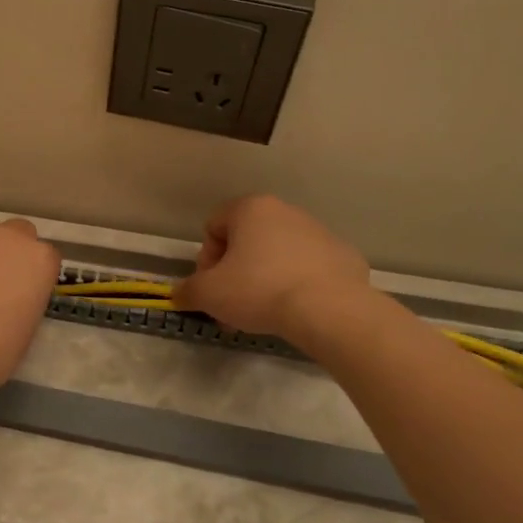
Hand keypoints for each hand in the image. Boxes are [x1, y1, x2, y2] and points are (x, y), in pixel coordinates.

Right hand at [172, 195, 370, 344]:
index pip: (213, 226)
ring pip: (277, 255)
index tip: (212, 288)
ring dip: (263, 279)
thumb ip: (187, 290)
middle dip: (234, 274)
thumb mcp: (208, 294)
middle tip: (233, 308)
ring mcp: (318, 231)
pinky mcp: (343, 255)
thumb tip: (179, 294)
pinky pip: (308, 268)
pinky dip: (297, 285)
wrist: (329, 310)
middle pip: (246, 241)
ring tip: (265, 314)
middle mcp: (285, 211)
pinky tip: (297, 310)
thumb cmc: (259, 290)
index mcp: (251, 208)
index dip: (205, 260)